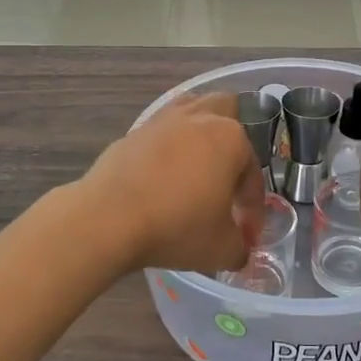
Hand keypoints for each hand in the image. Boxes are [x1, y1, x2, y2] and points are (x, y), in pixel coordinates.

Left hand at [78, 94, 265, 274]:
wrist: (107, 218)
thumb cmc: (176, 226)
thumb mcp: (221, 248)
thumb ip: (239, 246)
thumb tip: (239, 249)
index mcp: (230, 138)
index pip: (252, 171)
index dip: (253, 204)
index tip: (247, 231)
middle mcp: (199, 117)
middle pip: (226, 110)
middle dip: (232, 139)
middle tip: (228, 176)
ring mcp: (162, 120)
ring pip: (190, 111)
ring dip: (199, 134)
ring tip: (197, 169)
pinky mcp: (133, 131)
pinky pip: (161, 133)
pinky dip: (168, 148)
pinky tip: (163, 177)